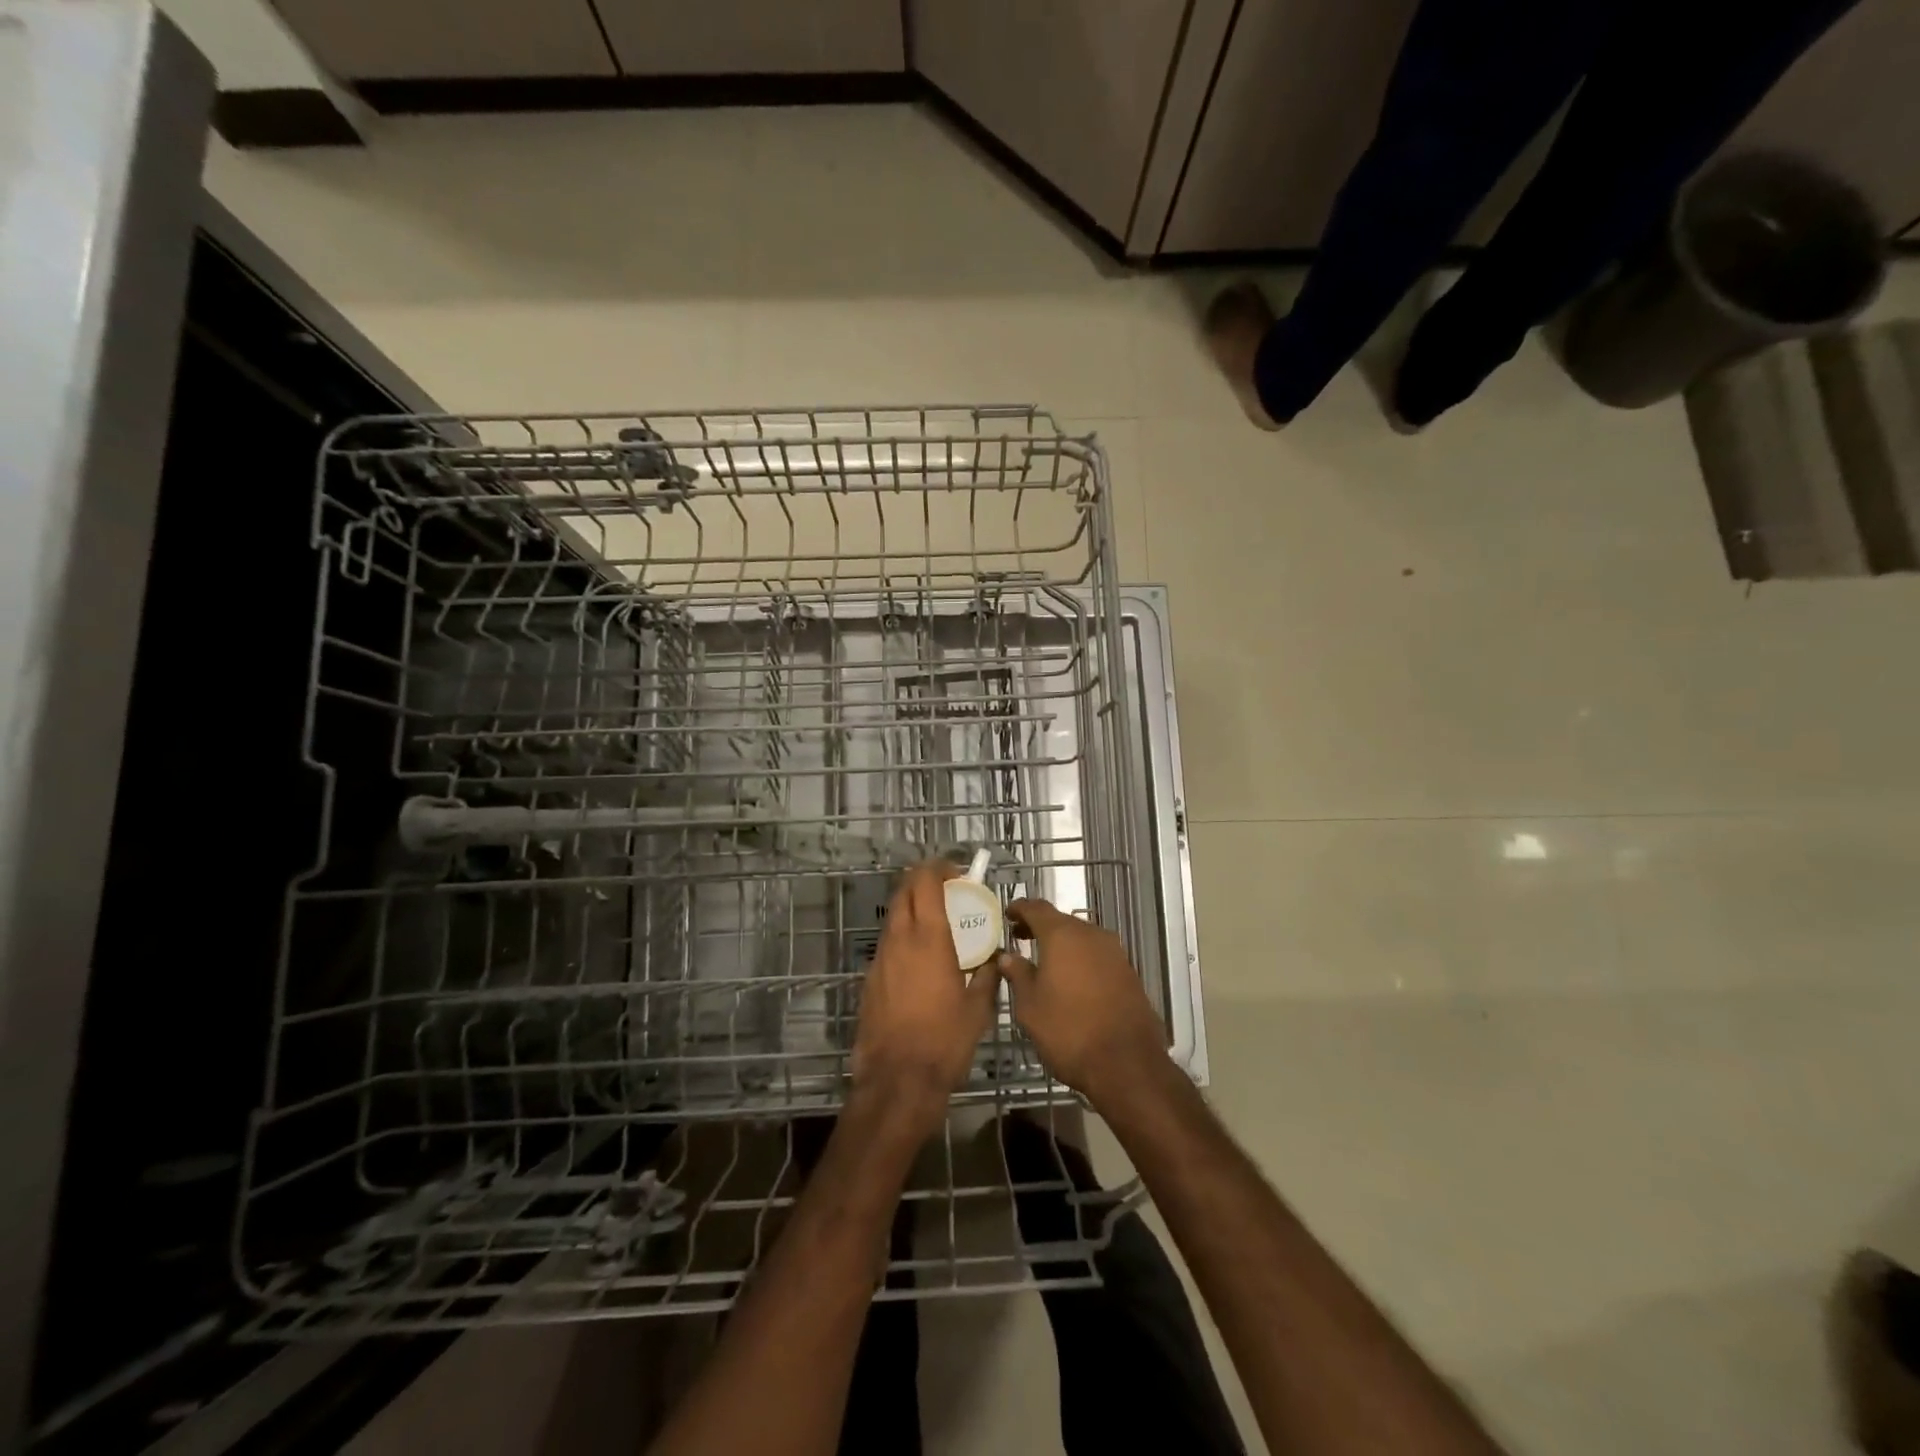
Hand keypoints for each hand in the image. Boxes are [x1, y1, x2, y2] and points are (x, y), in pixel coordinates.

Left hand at [850, 861, 1000, 1140]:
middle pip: (904, 891)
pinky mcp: (870, 979)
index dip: (939, 868)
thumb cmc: (945, 1040)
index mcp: (929, 937)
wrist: (897, 1080)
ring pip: (893, 917)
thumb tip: (991, 959)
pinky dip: (903, 937)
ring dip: (912, 908)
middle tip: (947, 891)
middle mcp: (900, 939)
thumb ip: (986, 975)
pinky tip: (920, 961)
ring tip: (937, 925)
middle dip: (923, 881)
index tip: (956, 872)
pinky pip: (888, 944)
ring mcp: (880, 958)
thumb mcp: (978, 1007)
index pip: (925, 881)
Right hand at [999, 899, 1166, 1106]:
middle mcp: (1091, 935)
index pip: (1037, 908)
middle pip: (1061, 921)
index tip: (1007, 915)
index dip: (1020, 909)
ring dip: (1062, 944)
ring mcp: (1114, 953)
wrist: (1127, 1064)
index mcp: (1063, 935)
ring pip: (1081, 938)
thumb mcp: (1030, 1006)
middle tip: (1020, 939)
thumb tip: (1008, 957)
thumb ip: (1018, 975)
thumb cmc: (1068, 1030)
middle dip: (1040, 927)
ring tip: (1044, 962)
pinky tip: (1071, 980)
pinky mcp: (1128, 973)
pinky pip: (1097, 956)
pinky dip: (1080, 959)